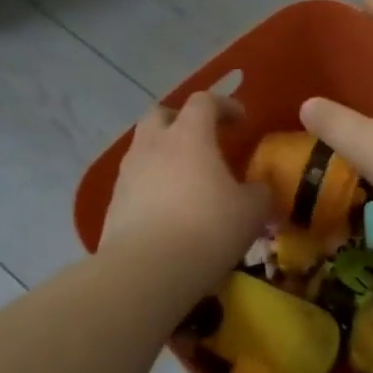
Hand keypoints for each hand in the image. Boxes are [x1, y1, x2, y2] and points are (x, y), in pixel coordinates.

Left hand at [102, 93, 269, 278]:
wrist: (146, 271)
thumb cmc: (207, 229)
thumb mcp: (251, 211)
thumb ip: (259, 193)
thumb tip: (258, 190)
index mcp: (189, 135)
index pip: (204, 101)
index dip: (224, 105)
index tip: (240, 121)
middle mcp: (153, 145)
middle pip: (161, 114)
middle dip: (181, 120)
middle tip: (202, 139)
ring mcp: (128, 173)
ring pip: (143, 147)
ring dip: (164, 153)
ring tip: (185, 178)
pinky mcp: (113, 203)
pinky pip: (135, 181)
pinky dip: (151, 185)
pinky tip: (167, 209)